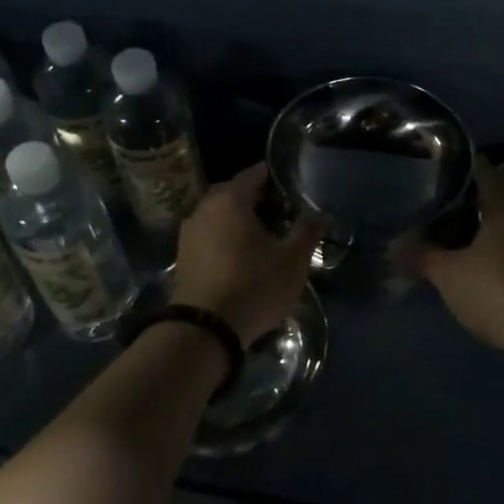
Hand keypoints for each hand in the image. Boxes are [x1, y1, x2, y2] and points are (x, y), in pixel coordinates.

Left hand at [171, 165, 323, 346]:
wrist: (204, 328)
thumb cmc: (253, 285)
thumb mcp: (291, 261)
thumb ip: (307, 233)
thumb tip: (322, 214)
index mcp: (230, 201)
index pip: (250, 176)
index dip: (267, 174)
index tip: (282, 177)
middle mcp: (204, 210)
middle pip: (228, 193)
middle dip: (248, 195)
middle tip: (272, 204)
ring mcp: (188, 234)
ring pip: (214, 215)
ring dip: (232, 217)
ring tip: (256, 229)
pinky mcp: (182, 258)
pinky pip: (205, 235)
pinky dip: (220, 235)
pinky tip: (236, 251)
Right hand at [418, 159, 503, 359]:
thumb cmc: (498, 292)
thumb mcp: (448, 275)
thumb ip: (421, 255)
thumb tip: (395, 245)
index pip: (483, 172)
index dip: (460, 174)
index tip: (438, 180)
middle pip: (500, 201)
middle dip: (473, 208)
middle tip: (442, 218)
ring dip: (493, 236)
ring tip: (462, 248)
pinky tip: (490, 275)